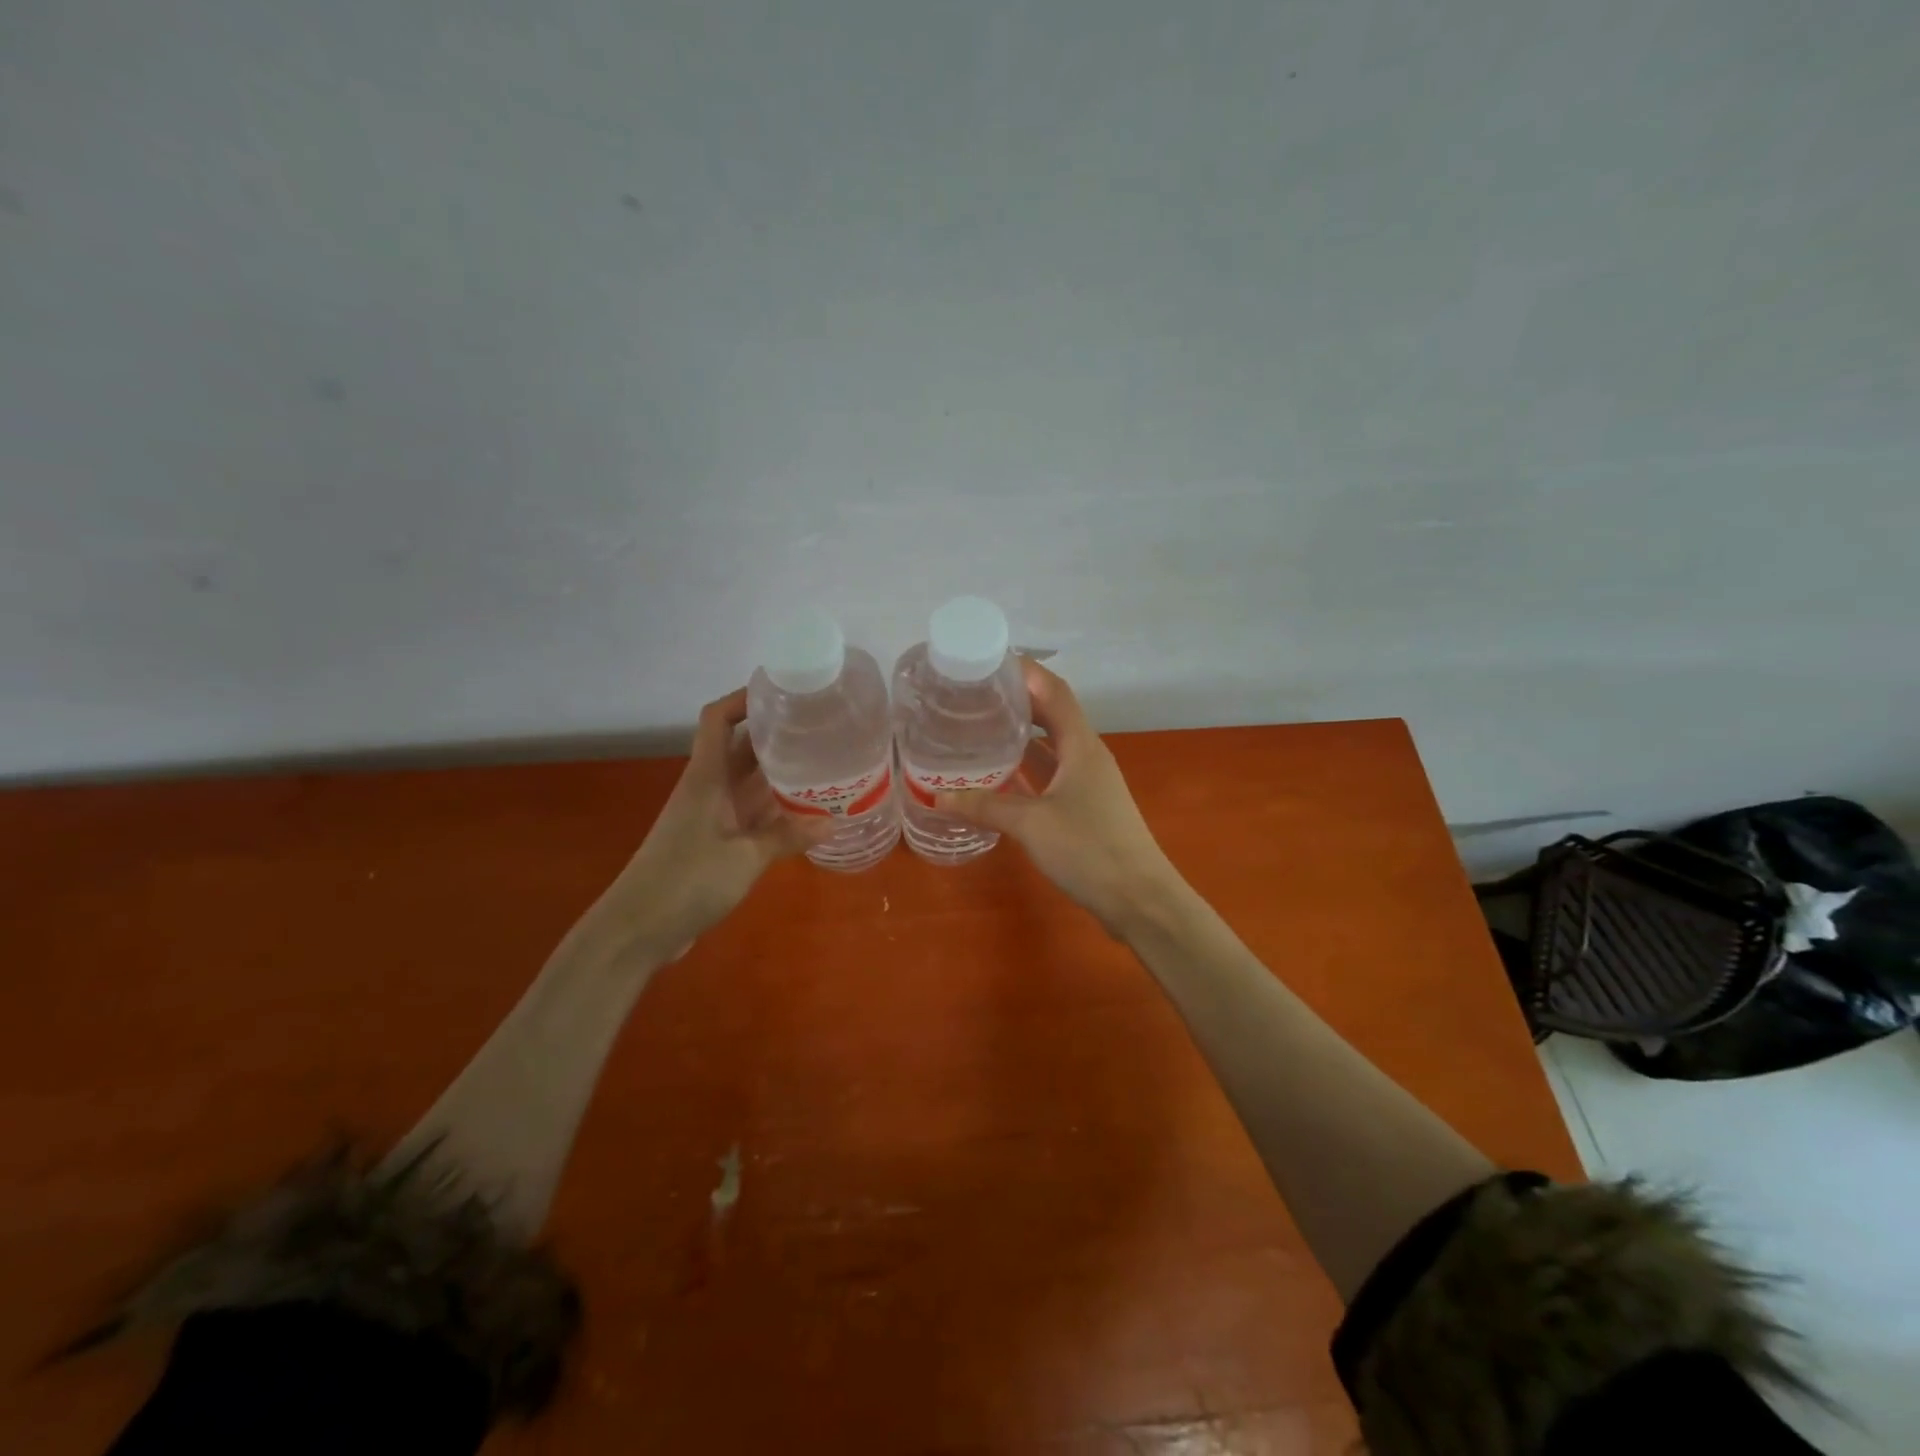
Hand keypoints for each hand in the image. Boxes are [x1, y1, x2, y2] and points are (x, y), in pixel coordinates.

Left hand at [609, 688, 831, 962]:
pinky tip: (809, 814)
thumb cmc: (685, 881)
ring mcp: (713, 817)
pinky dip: (778, 810)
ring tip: (826, 763)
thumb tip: (833, 821)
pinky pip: (753, 814)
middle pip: (743, 748)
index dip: (744, 697)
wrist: (637, 929)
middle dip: (778, 734)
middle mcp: (710, 789)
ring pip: (751, 782)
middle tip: (823, 728)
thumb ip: (787, 837)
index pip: (719, 719)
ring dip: (782, 773)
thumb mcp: (744, 858)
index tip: (782, 690)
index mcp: (707, 778)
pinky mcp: (717, 843)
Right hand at [935, 660, 1181, 934]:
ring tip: (979, 728)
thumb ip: (985, 806)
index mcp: (1080, 745)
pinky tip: (998, 777)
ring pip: (1050, 746)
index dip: (1025, 671)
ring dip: (1020, 736)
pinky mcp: (1085, 807)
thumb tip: (937, 797)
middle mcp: (1086, 755)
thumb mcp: (1030, 824)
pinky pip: (1050, 774)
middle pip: (1051, 714)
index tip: (988, 662)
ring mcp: (1088, 782)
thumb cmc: (1089, 850)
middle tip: (973, 696)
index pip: (1054, 690)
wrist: (1139, 899)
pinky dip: (1025, 769)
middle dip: (1016, 700)